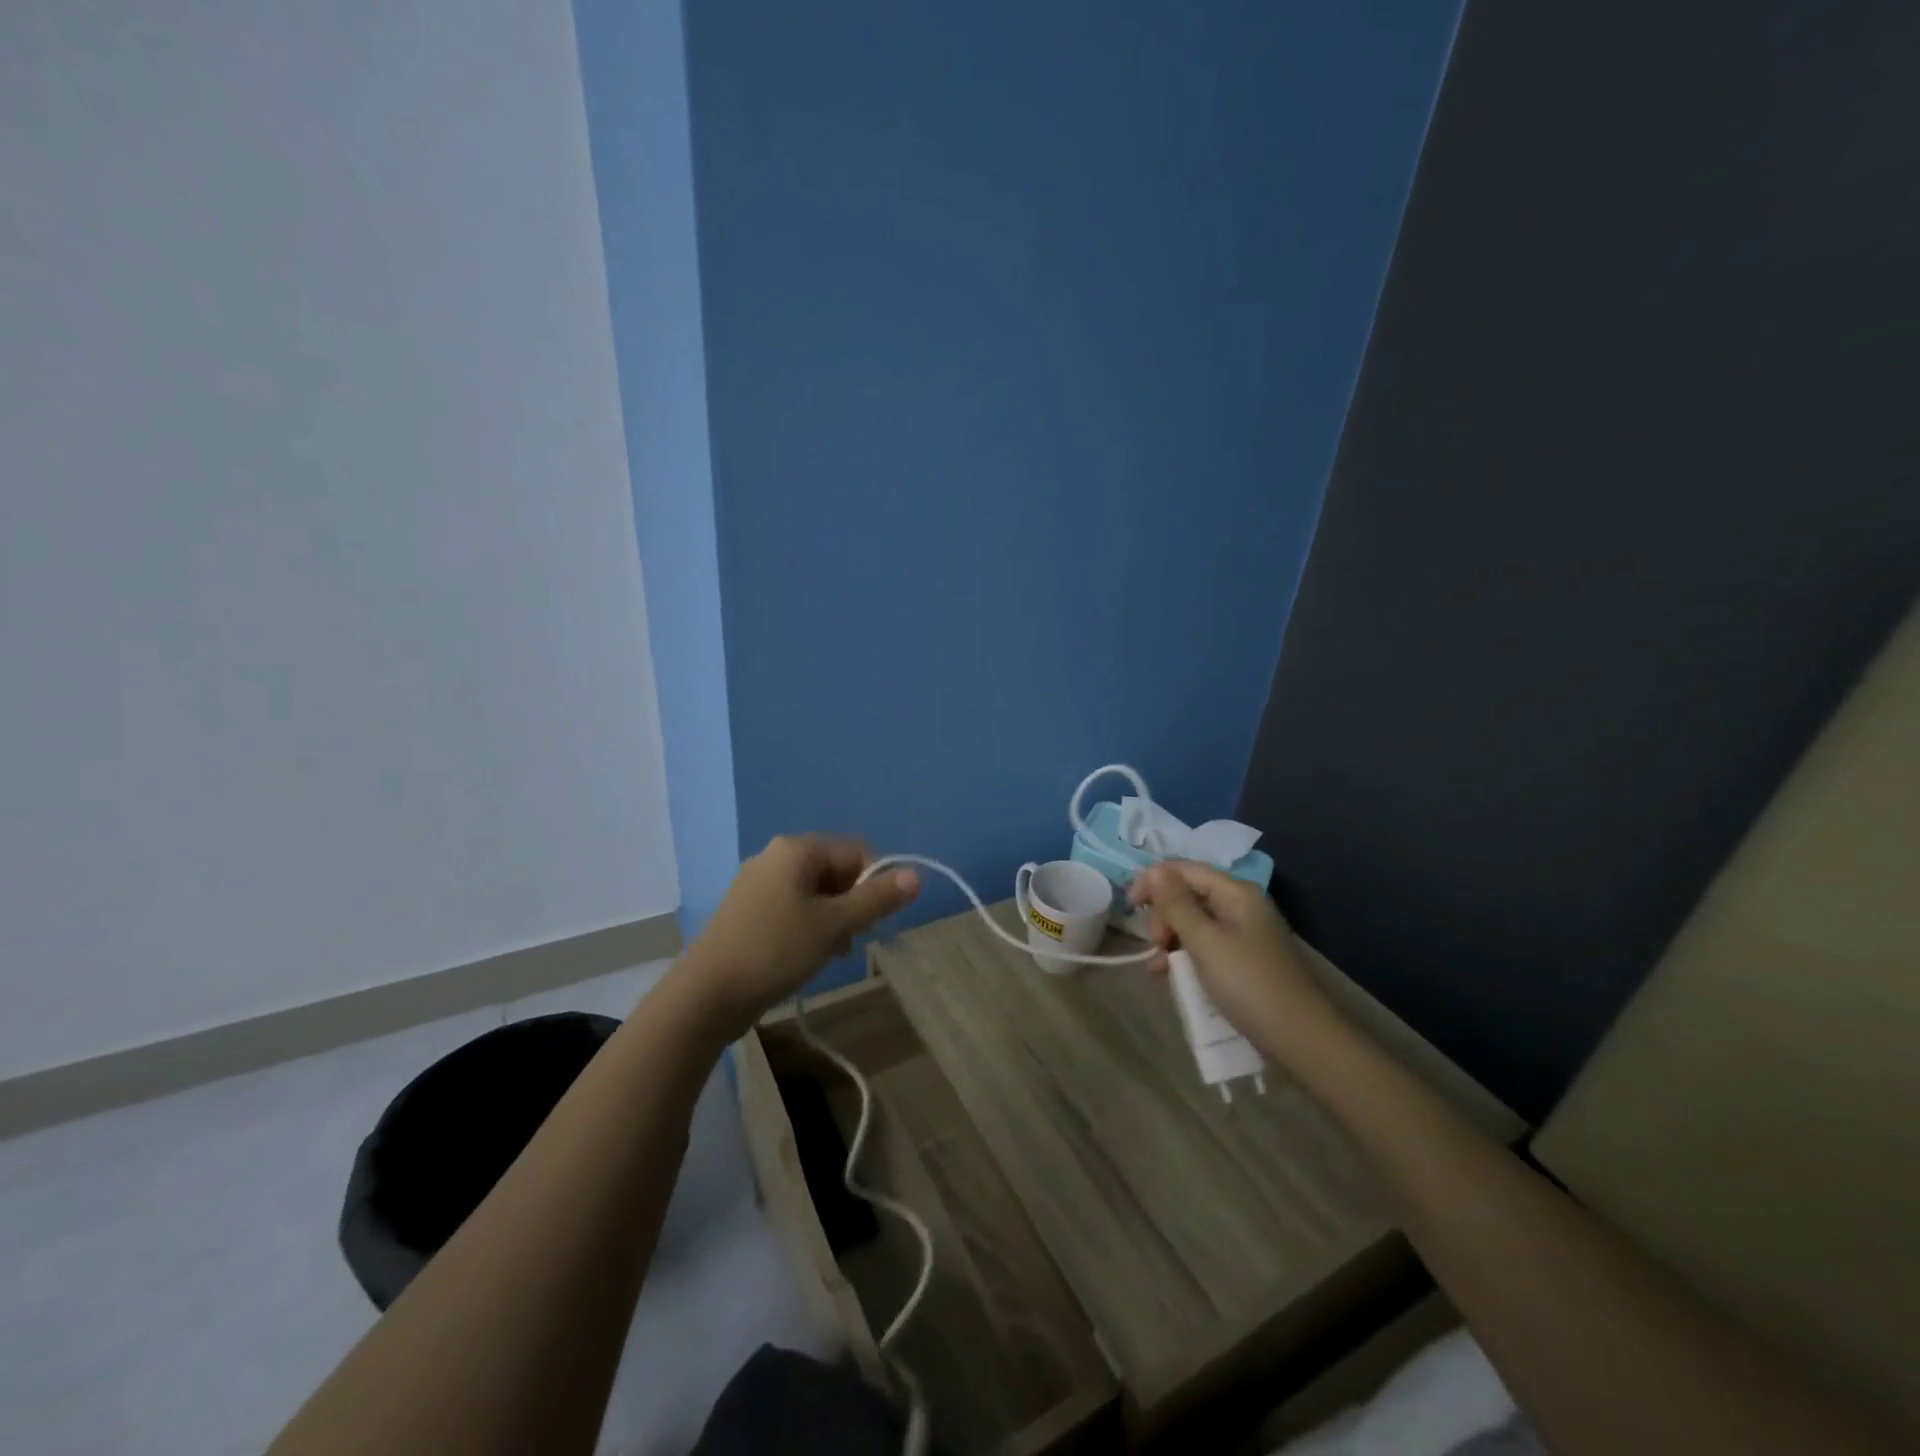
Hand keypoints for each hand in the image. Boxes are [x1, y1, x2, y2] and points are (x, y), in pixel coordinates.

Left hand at [678, 834, 919, 1038]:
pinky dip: (809, 925)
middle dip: (853, 903)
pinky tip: (808, 955)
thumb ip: (877, 899)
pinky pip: (793, 906)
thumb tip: (915, 875)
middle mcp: (776, 856)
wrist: (707, 994)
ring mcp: (758, 883)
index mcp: (797, 849)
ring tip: (833, 952)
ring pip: (815, 891)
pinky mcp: (747, 910)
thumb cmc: (776, 950)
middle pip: (836, 870)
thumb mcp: (835, 925)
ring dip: (833, 918)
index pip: (857, 852)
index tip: (876, 920)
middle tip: (854, 939)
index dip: (876, 883)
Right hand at [1127, 861, 1338, 1057]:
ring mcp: (1245, 934)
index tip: (1128, 907)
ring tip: (1158, 968)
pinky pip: (1206, 947)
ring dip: (1171, 940)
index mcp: (1236, 892)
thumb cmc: (1249, 984)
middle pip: (1188, 895)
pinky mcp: (1245, 961)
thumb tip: (1155, 870)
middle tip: (1155, 945)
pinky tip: (1172, 977)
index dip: (1153, 881)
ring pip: (1195, 923)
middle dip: (1163, 915)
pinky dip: (1186, 957)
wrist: (1302, 1040)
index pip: (1184, 869)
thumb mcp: (1205, 942)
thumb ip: (1176, 904)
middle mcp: (1242, 906)